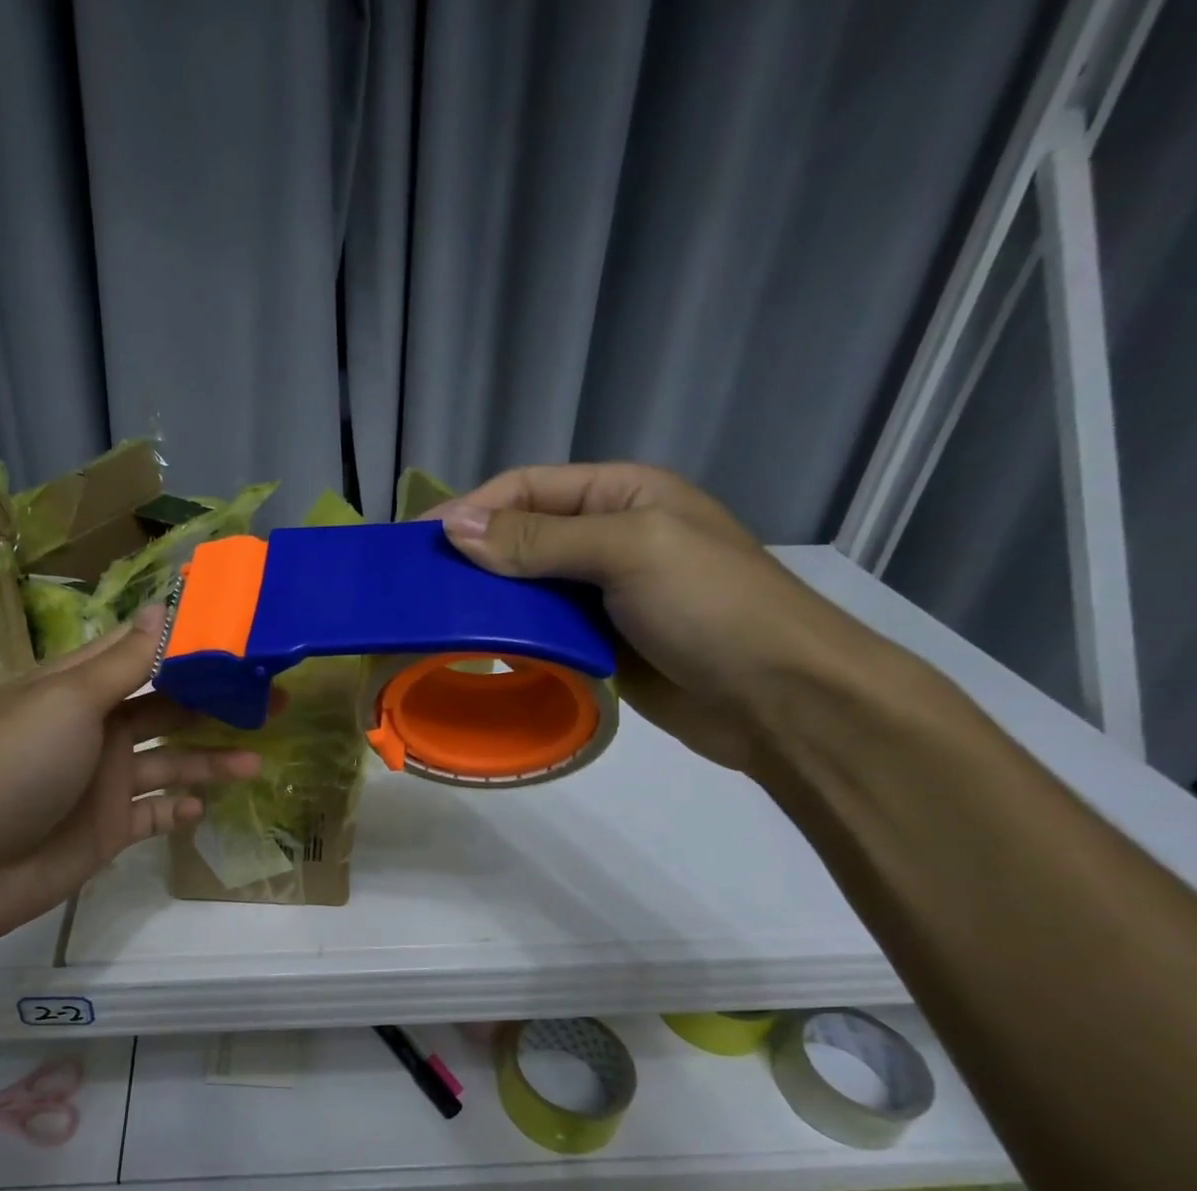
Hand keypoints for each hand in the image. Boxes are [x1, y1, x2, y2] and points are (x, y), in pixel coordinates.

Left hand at [0, 611, 261, 960]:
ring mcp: (101, 779)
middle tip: (275, 700)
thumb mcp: (68, 702)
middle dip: (217, 704)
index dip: (189, 641)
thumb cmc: (12, 766)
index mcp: (78, 686)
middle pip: (167, 707)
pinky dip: (178, 810)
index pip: (141, 651)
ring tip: (257, 763)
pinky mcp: (107, 827)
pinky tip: (201, 808)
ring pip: (170, 762)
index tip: (242, 632)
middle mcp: (94, 727)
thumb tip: (163, 605)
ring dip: (211, 761)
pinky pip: (154, 813)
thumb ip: (124, 662)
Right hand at [433, 464, 874, 772]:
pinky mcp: (597, 643)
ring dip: (485, 600)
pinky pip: (540, 630)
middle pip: (520, 536)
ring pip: (525, 587)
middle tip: (418, 585)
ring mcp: (602, 594)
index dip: (471, 508)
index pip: (527, 488)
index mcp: (620, 495)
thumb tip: (454, 528)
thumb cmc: (711, 606)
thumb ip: (540, 540)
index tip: (418, 543)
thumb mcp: (628, 551)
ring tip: (435, 618)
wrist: (778, 697)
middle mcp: (607, 537)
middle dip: (471, 555)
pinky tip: (477, 648)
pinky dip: (509, 636)